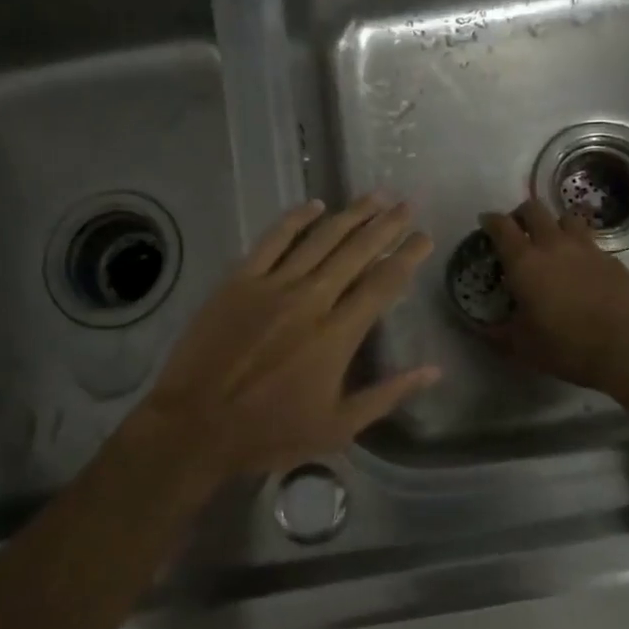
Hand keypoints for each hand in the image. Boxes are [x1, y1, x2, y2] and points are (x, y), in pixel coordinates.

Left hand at [141, 195, 438, 477]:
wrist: (195, 425)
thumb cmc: (270, 432)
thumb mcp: (338, 427)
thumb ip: (388, 394)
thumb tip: (434, 370)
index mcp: (338, 334)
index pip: (383, 284)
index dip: (407, 256)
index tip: (425, 237)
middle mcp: (311, 299)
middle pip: (357, 251)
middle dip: (387, 225)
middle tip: (408, 205)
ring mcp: (272, 285)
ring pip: (321, 238)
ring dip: (351, 214)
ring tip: (376, 196)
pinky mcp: (240, 280)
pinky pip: (273, 240)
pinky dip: (295, 219)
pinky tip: (315, 204)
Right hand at [478, 198, 628, 392]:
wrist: (626, 347)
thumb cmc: (565, 345)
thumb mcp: (521, 346)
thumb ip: (497, 333)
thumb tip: (480, 329)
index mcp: (524, 261)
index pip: (501, 226)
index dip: (490, 220)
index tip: (485, 223)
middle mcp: (553, 244)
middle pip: (534, 209)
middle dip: (521, 214)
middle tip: (518, 230)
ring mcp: (586, 248)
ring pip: (566, 217)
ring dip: (555, 224)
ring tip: (553, 242)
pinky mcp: (612, 259)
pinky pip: (591, 241)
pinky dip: (580, 247)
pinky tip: (581, 267)